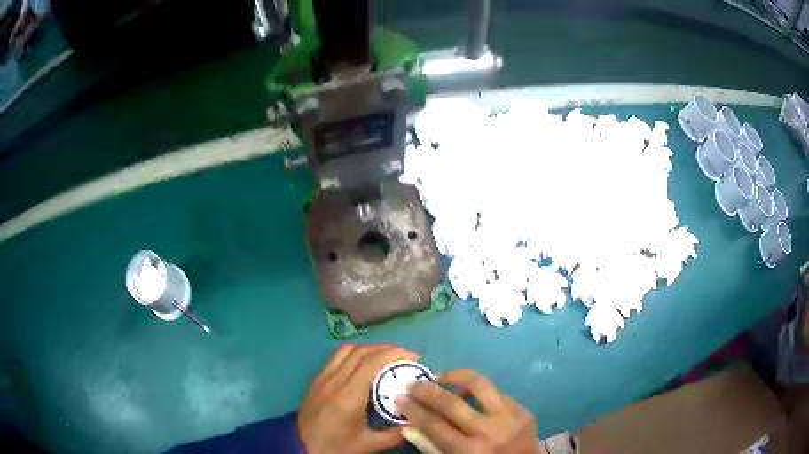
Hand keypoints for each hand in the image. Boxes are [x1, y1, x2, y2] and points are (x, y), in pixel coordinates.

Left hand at [298, 344, 418, 453]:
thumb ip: (394, 435)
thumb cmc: (335, 446)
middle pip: (362, 352)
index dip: (394, 354)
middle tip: (406, 357)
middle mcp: (334, 380)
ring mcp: (323, 377)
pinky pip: (337, 357)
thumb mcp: (368, 445)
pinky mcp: (317, 379)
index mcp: (348, 395)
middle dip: (387, 349)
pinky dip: (355, 353)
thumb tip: (415, 423)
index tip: (414, 357)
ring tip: (387, 358)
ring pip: (348, 350)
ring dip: (370, 349)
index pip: (372, 362)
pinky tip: (364, 364)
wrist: (300, 445)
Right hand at [397, 369, 539, 453]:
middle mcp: (489, 432)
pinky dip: (478, 390)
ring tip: (440, 377)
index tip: (399, 398)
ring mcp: (510, 418)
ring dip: (455, 376)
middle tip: (414, 384)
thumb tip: (407, 423)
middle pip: (451, 403)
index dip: (413, 409)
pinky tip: (466, 391)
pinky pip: (496, 392)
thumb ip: (430, 446)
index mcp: (469, 452)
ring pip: (479, 385)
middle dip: (427, 390)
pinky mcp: (523, 410)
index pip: (433, 424)